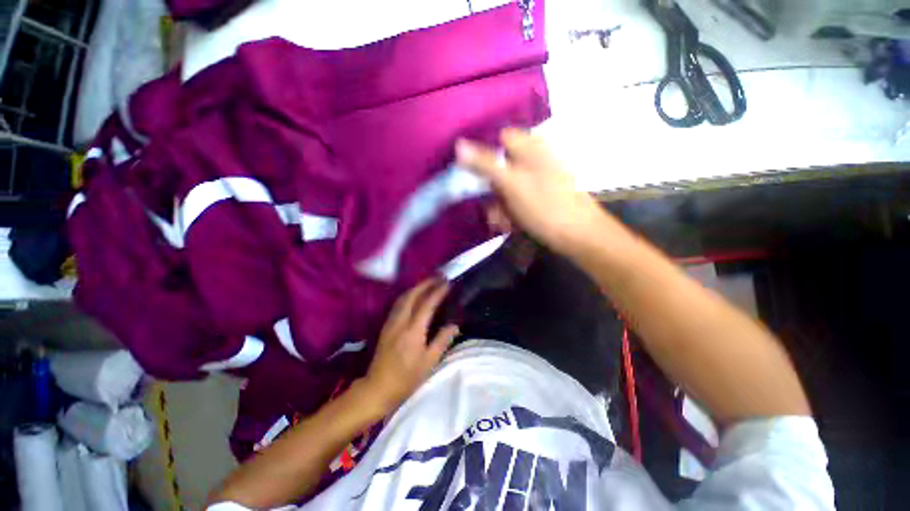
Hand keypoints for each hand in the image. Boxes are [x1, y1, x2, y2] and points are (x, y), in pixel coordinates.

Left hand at [363, 278, 458, 411]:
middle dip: (426, 283)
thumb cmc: (406, 378)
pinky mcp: (386, 326)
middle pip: (412, 295)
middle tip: (438, 277)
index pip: (427, 304)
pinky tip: (414, 296)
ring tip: (428, 282)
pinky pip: (398, 304)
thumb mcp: (429, 362)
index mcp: (413, 331)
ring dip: (416, 287)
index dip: (438, 292)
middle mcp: (400, 322)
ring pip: (403, 297)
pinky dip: (408, 295)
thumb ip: (442, 340)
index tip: (447, 283)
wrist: (378, 388)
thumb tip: (454, 324)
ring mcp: (391, 322)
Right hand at [456, 128, 606, 250]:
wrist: (579, 236)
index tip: (471, 174)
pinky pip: (516, 197)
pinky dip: (509, 210)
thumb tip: (459, 144)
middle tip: (488, 207)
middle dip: (490, 189)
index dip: (482, 153)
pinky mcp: (539, 195)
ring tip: (501, 222)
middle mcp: (534, 158)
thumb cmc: (545, 207)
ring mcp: (537, 178)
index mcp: (531, 147)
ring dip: (498, 204)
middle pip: (500, 165)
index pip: (499, 138)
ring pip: (506, 185)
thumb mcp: (512, 184)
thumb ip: (485, 164)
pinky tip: (510, 224)